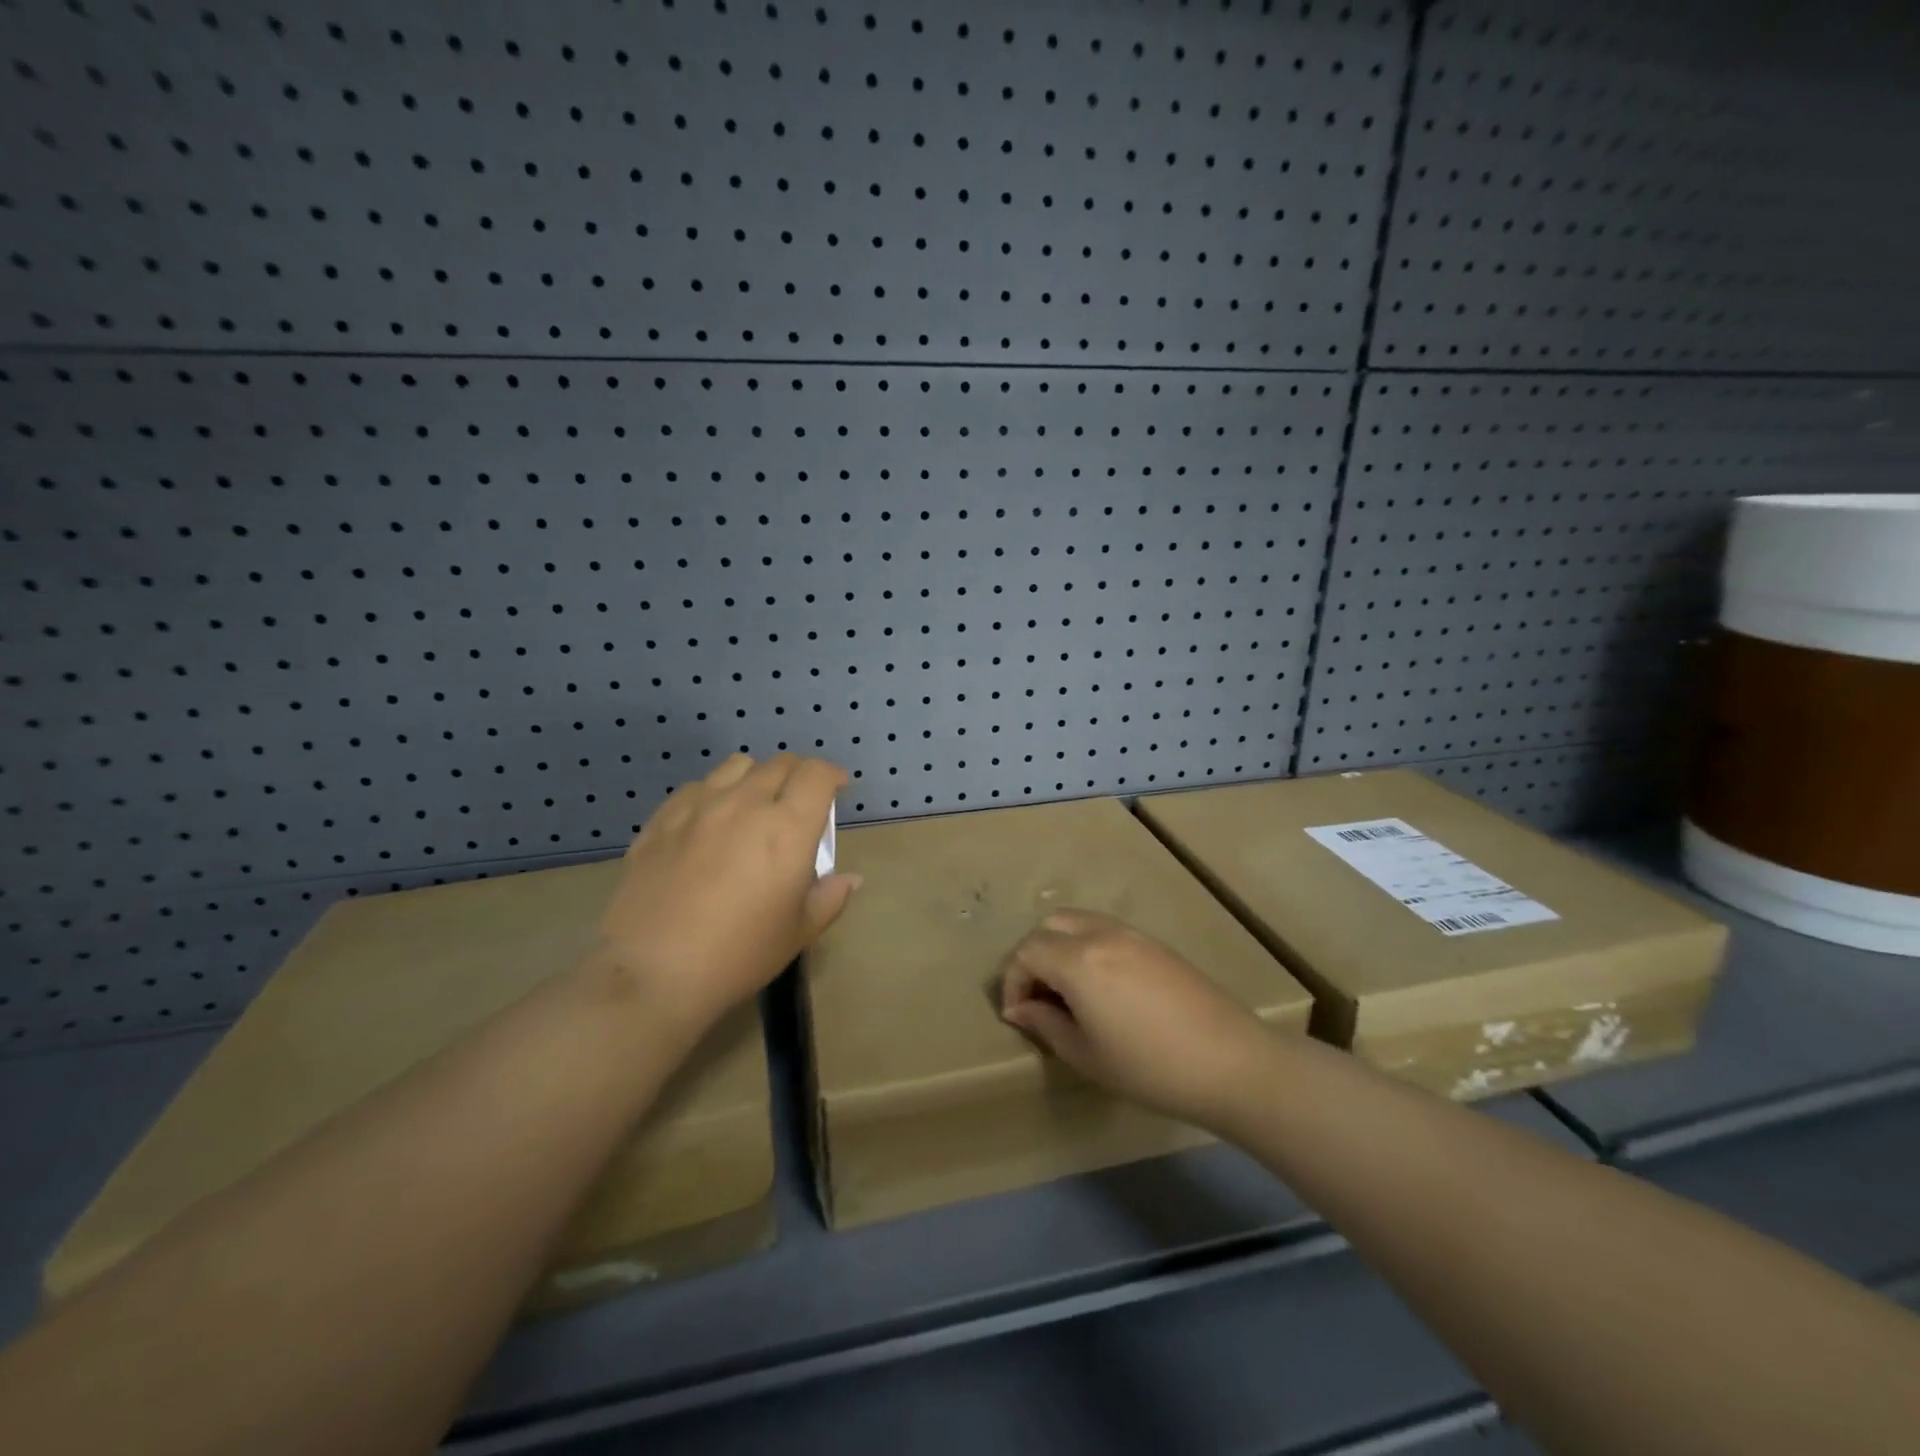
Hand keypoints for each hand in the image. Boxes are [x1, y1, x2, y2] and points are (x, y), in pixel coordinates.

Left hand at [597, 753, 860, 1036]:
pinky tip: (711, 822)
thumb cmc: (739, 955)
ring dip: (756, 777)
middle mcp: (745, 803)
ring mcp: (699, 806)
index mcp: (787, 827)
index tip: (836, 789)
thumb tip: (850, 879)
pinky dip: (715, 792)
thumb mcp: (798, 933)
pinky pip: (697, 786)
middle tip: (799, 802)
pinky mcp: (662, 819)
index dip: (831, 775)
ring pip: (737, 766)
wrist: (652, 973)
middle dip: (798, 776)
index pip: (816, 774)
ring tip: (755, 804)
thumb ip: (829, 897)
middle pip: (779, 764)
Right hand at [1000, 909, 1276, 1130]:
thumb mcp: (1086, 1055)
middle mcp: (1100, 934)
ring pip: (1078, 922)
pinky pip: (1105, 930)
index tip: (1018, 1015)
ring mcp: (1131, 934)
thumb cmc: (1150, 1067)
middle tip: (1038, 997)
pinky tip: (1101, 987)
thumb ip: (1046, 1024)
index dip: (1012, 981)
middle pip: (1049, 925)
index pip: (1026, 952)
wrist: (1231, 1062)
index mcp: (1078, 960)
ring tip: (1067, 992)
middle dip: (1033, 956)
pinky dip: (1087, 947)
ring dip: (1060, 947)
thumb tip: (1019, 1008)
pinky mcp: (1154, 943)